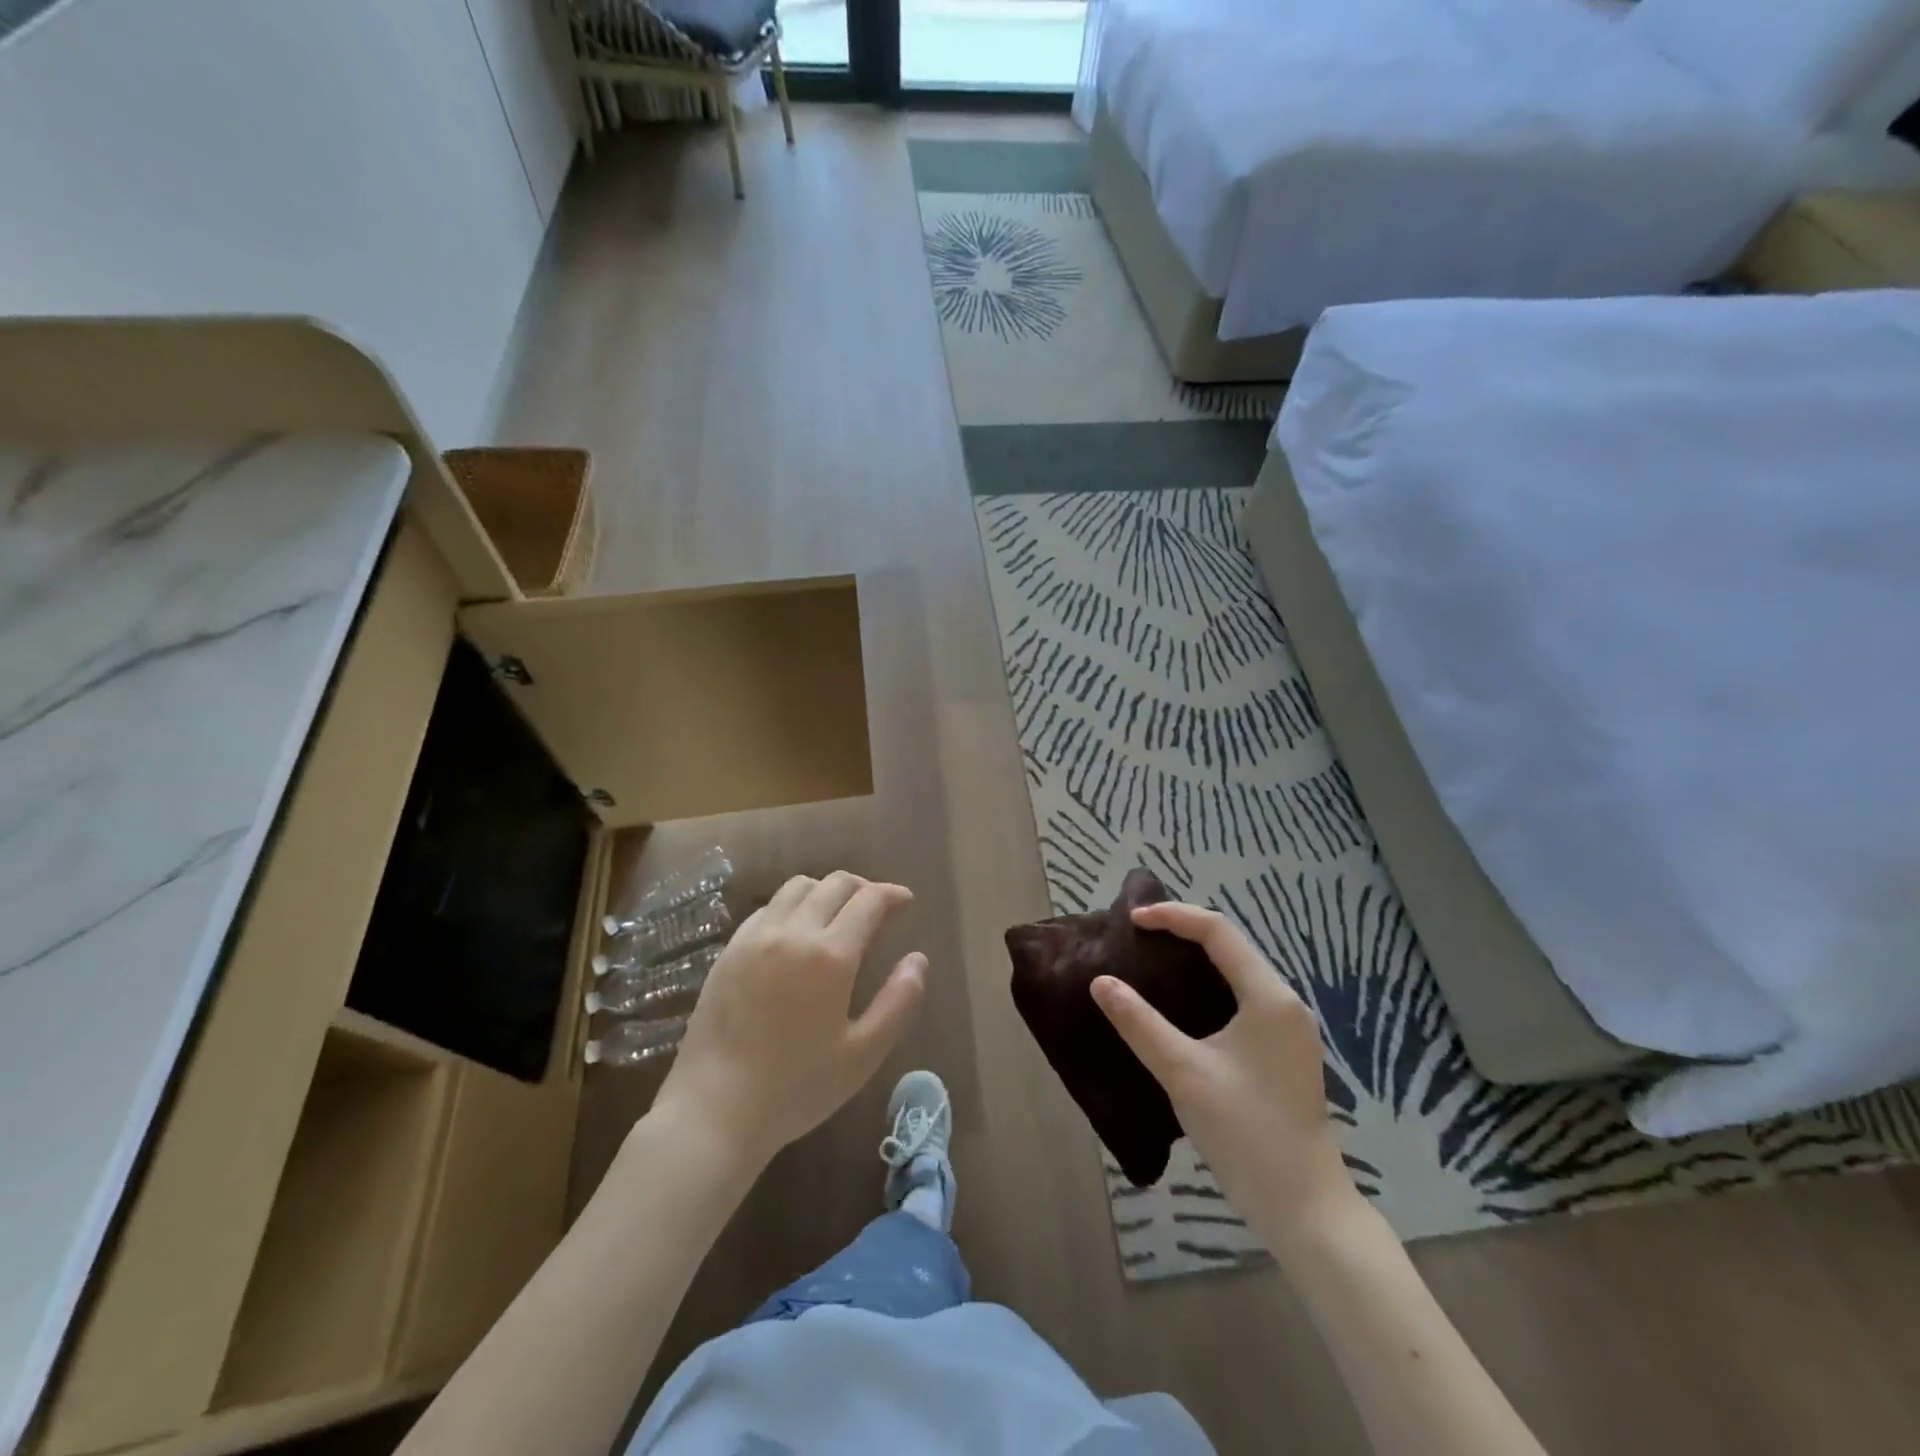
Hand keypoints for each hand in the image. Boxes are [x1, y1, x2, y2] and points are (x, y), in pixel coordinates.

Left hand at [653, 872, 927, 1166]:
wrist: (714, 1111)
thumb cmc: (796, 1088)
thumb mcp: (862, 1055)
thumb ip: (899, 1002)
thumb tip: (918, 959)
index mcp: (830, 955)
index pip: (869, 900)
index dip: (893, 895)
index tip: (906, 902)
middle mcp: (792, 932)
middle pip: (834, 884)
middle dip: (863, 888)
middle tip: (877, 909)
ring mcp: (755, 937)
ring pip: (798, 887)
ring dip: (826, 891)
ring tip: (837, 916)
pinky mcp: (729, 950)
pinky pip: (767, 908)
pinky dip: (792, 906)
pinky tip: (796, 933)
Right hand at [1090, 902, 1356, 1247]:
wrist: (1303, 1207)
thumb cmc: (1245, 1132)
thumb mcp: (1183, 1072)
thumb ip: (1140, 1022)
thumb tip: (1101, 982)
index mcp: (1268, 996)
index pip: (1217, 931)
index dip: (1172, 916)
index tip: (1130, 921)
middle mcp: (1285, 1002)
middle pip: (1231, 945)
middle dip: (1183, 931)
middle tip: (1137, 936)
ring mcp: (1288, 1028)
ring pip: (1237, 971)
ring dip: (1196, 958)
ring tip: (1152, 959)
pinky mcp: (1283, 1051)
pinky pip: (1242, 997)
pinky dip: (1208, 985)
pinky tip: (1181, 1003)